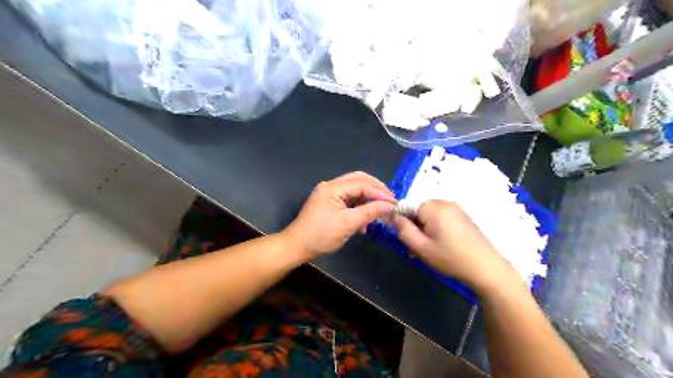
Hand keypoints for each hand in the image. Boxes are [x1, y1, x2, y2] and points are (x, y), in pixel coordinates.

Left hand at [281, 171, 395, 258]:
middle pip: (359, 180)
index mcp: (333, 188)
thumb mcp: (348, 224)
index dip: (380, 193)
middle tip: (390, 201)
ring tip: (380, 211)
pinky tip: (365, 220)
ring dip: (368, 199)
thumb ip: (370, 212)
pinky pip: (349, 199)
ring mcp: (329, 194)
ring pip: (355, 190)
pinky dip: (359, 207)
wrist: (297, 246)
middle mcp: (331, 186)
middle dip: (376, 190)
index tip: (394, 203)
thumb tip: (390, 206)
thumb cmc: (321, 235)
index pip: (362, 184)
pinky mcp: (329, 203)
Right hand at [392, 200, 515, 291]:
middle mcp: (444, 202)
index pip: (406, 206)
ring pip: (430, 215)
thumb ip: (403, 229)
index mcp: (432, 206)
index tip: (407, 238)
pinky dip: (437, 228)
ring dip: (425, 228)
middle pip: (419, 210)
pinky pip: (442, 217)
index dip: (402, 221)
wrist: (486, 267)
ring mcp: (456, 208)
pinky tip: (442, 245)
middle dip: (415, 225)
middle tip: (418, 247)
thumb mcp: (420, 247)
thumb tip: (392, 216)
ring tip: (430, 248)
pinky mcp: (463, 216)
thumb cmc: (450, 257)